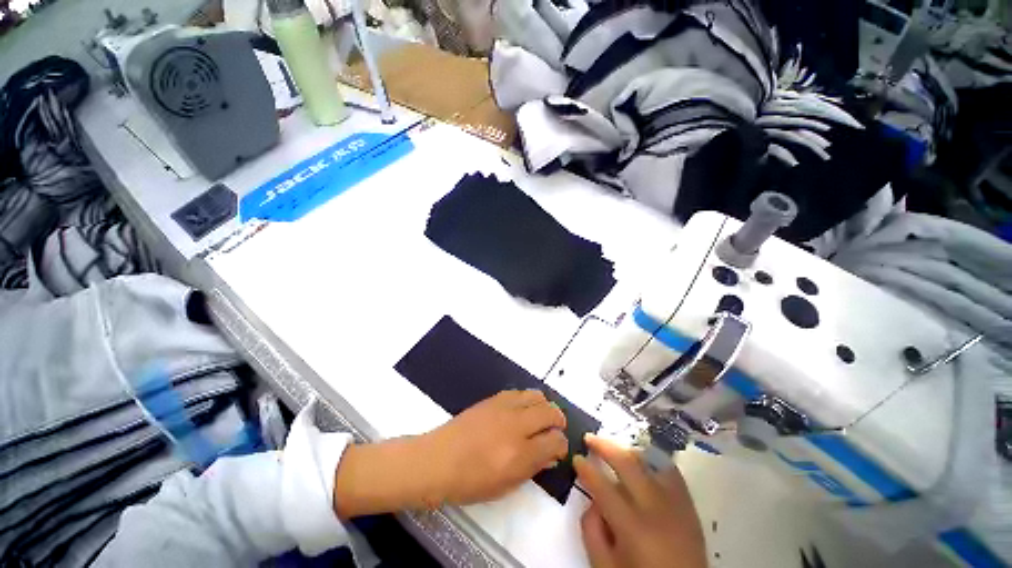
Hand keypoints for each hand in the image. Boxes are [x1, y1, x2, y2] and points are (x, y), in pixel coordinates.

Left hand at [424, 389, 568, 504]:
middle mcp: (515, 426)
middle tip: (555, 429)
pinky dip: (527, 399)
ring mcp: (503, 408)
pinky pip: (519, 392)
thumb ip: (532, 468)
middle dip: (558, 420)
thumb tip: (550, 455)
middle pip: (550, 412)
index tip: (558, 449)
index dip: (561, 445)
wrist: (438, 460)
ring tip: (541, 417)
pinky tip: (522, 410)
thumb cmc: (469, 482)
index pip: (555, 441)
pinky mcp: (493, 398)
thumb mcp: (505, 486)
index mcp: (519, 454)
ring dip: (545, 406)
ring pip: (536, 396)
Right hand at [574, 435, 705, 567]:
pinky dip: (653, 459)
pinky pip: (670, 471)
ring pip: (649, 461)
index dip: (586, 468)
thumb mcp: (605, 567)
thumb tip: (591, 499)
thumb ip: (591, 531)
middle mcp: (655, 508)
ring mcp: (676, 504)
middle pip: (627, 463)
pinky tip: (642, 460)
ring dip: (627, 450)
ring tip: (613, 449)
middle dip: (604, 446)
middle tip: (589, 438)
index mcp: (632, 527)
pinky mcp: (689, 505)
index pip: (602, 486)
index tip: (576, 458)